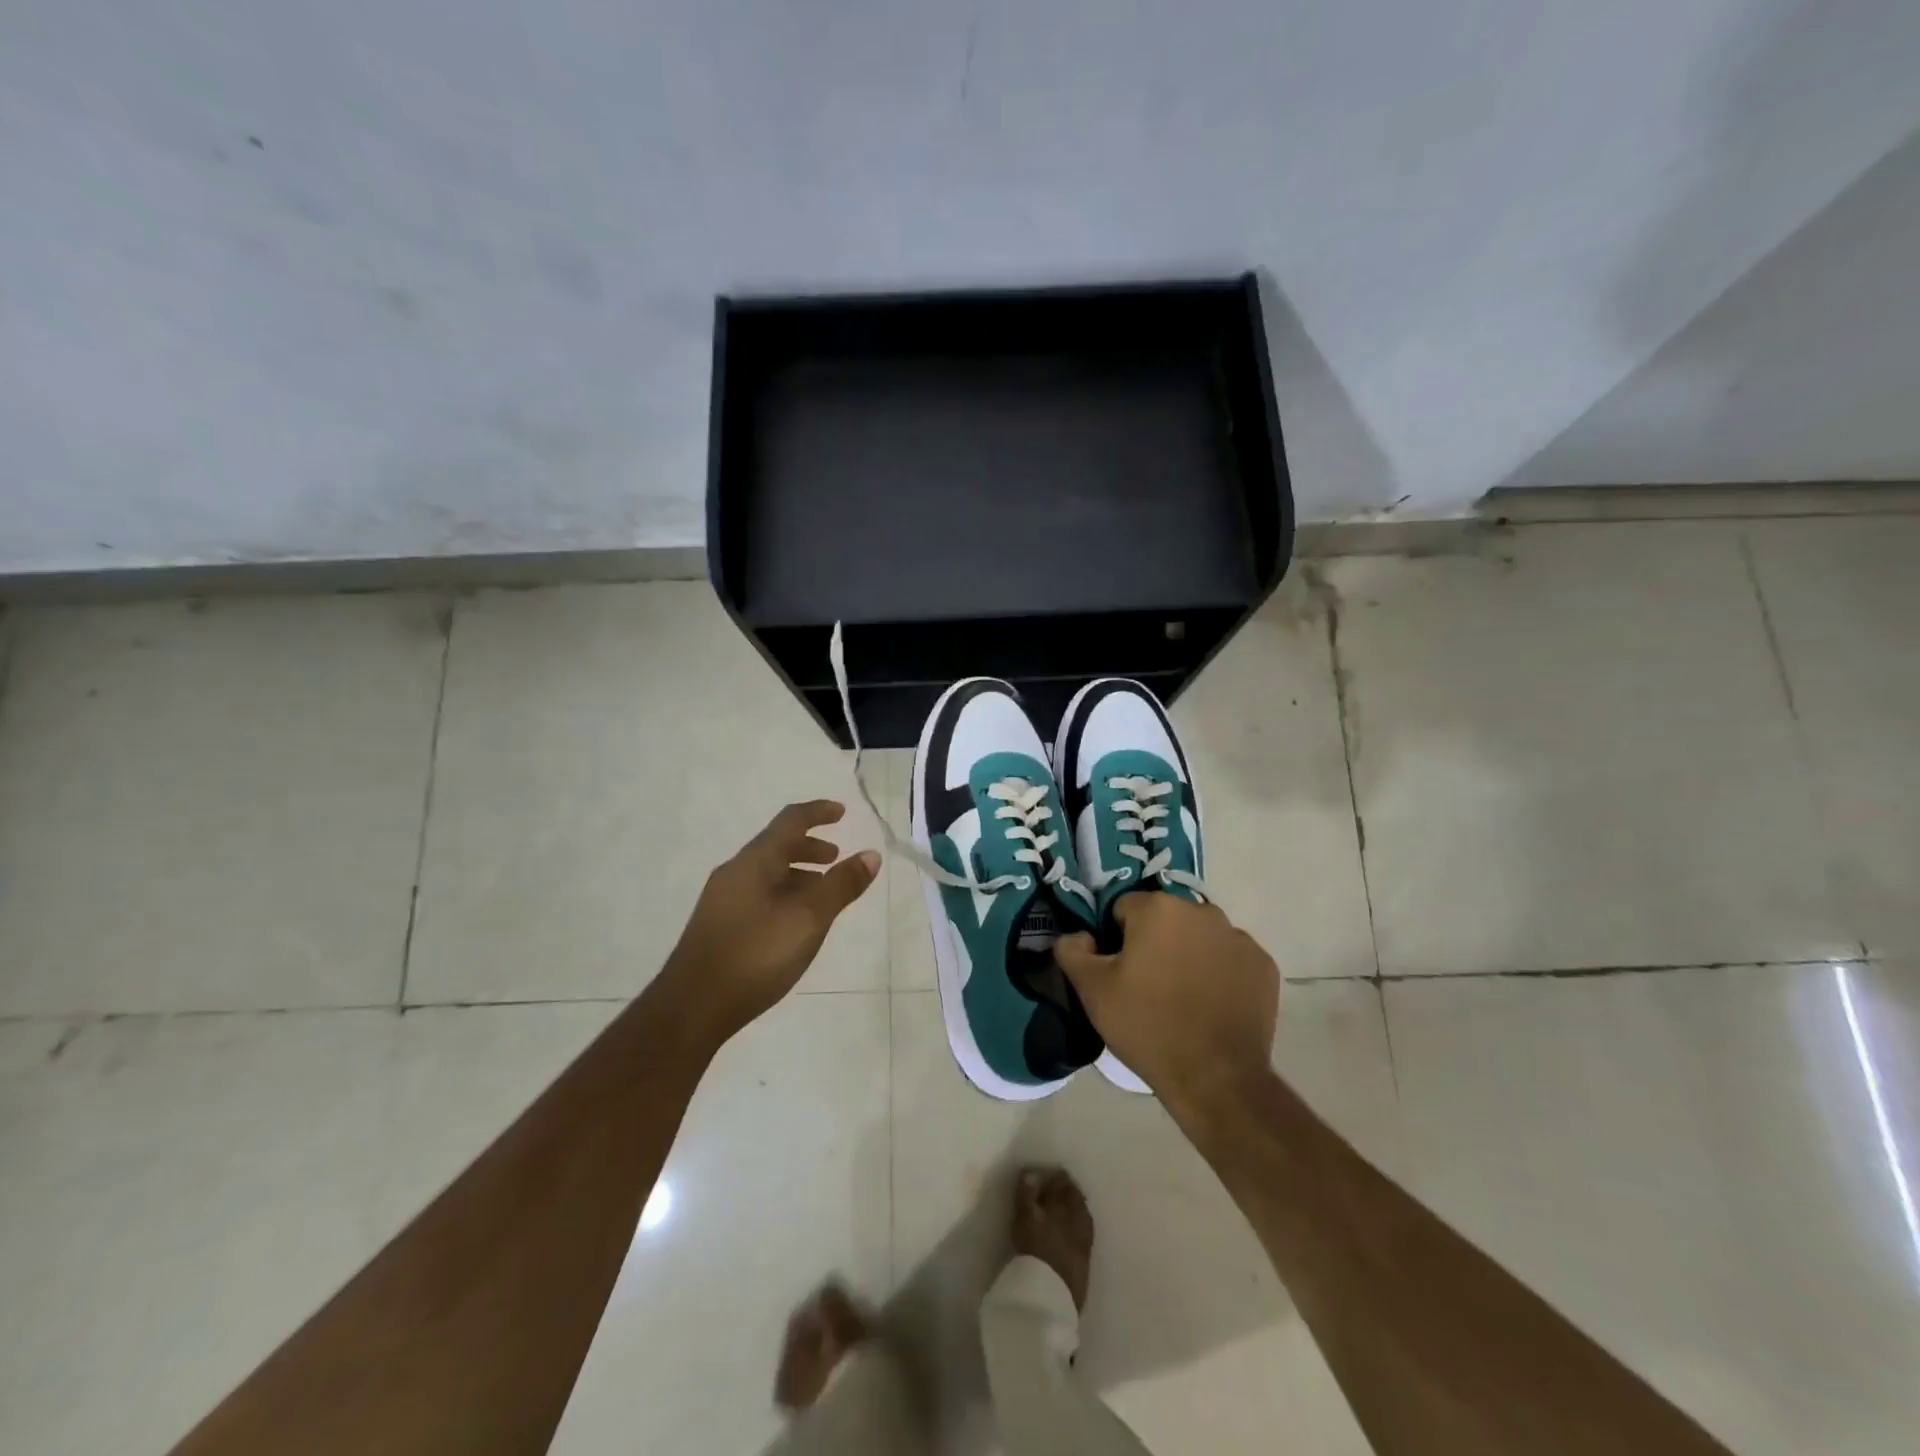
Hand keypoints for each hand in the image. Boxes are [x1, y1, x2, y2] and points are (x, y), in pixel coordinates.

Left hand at [661, 801, 879, 1046]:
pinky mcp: (719, 927)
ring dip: (798, 874)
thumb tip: (870, 854)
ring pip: (767, 874)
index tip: (841, 812)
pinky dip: (783, 894)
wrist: (692, 1008)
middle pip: (776, 846)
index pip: (790, 821)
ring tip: (822, 894)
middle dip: (809, 847)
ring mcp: (722, 901)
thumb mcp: (809, 918)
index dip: (817, 813)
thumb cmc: (755, 954)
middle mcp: (735, 873)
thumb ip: (841, 886)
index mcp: (755, 862)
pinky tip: (794, 924)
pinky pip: (758, 895)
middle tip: (835, 858)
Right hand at [1055, 893, 1278, 1119]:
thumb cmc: (1147, 1026)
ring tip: (1181, 998)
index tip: (1118, 972)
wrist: (1216, 1079)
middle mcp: (1202, 910)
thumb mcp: (1091, 990)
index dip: (1115, 939)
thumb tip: (1078, 935)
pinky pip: (1229, 959)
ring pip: (1199, 937)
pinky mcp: (1263, 965)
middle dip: (1154, 942)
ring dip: (1187, 954)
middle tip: (1146, 986)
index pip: (1123, 909)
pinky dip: (1219, 973)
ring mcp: (1238, 937)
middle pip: (1165, 919)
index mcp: (1158, 908)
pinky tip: (1211, 1005)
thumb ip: (1072, 950)